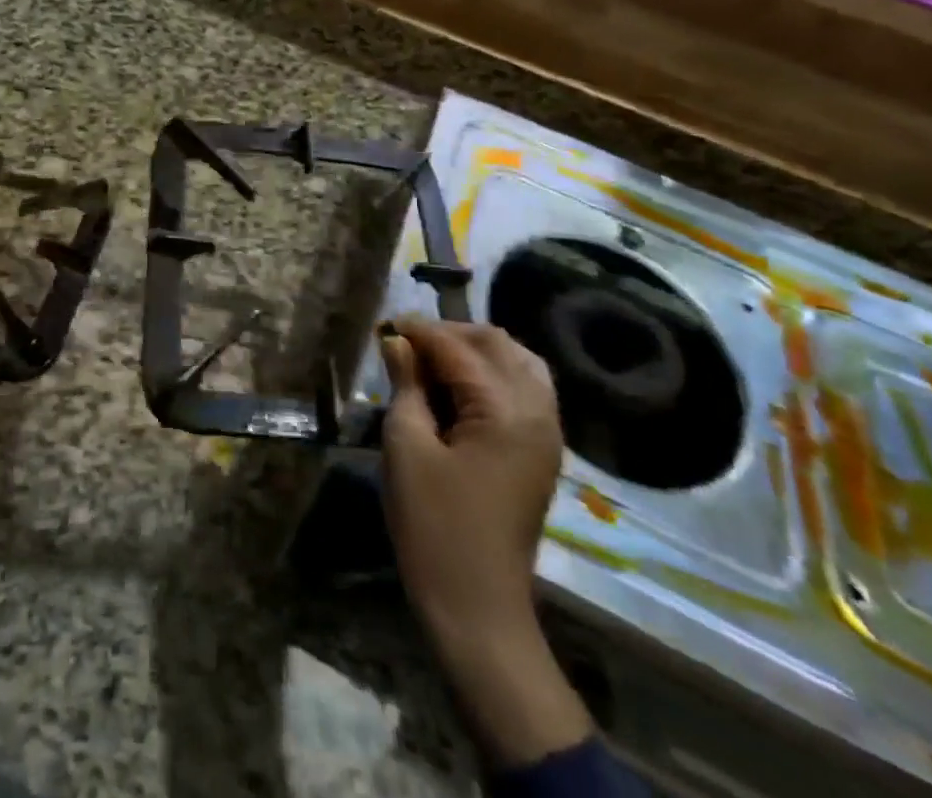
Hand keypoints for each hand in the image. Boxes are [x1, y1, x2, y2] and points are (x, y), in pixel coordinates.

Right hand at [381, 319, 590, 766]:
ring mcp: (547, 434)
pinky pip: (525, 390)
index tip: (385, 324)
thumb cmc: (433, 525)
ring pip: (519, 363)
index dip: (419, 331)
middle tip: (407, 344)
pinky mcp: (542, 452)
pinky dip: (493, 374)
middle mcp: (538, 413)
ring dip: (476, 351)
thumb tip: (397, 341)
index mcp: (506, 411)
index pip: (459, 348)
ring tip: (432, 361)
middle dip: (451, 334)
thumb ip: (406, 384)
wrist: (477, 607)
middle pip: (499, 345)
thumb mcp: (406, 446)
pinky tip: (459, 388)